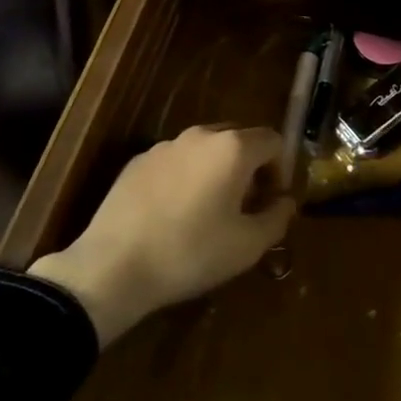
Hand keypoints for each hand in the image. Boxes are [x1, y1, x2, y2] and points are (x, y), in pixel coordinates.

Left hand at [29, 125, 293, 346]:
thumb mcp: (247, 246)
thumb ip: (276, 218)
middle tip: (246, 206)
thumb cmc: (191, 253)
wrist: (114, 265)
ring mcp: (166, 145)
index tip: (273, 200)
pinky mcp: (139, 160)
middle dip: (250, 166)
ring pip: (205, 149)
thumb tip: (286, 202)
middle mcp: (201, 135)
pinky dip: (186, 178)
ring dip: (217, 171)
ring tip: (209, 212)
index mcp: (233, 148)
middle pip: (239, 138)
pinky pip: (176, 161)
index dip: (281, 168)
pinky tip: (174, 215)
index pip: (273, 140)